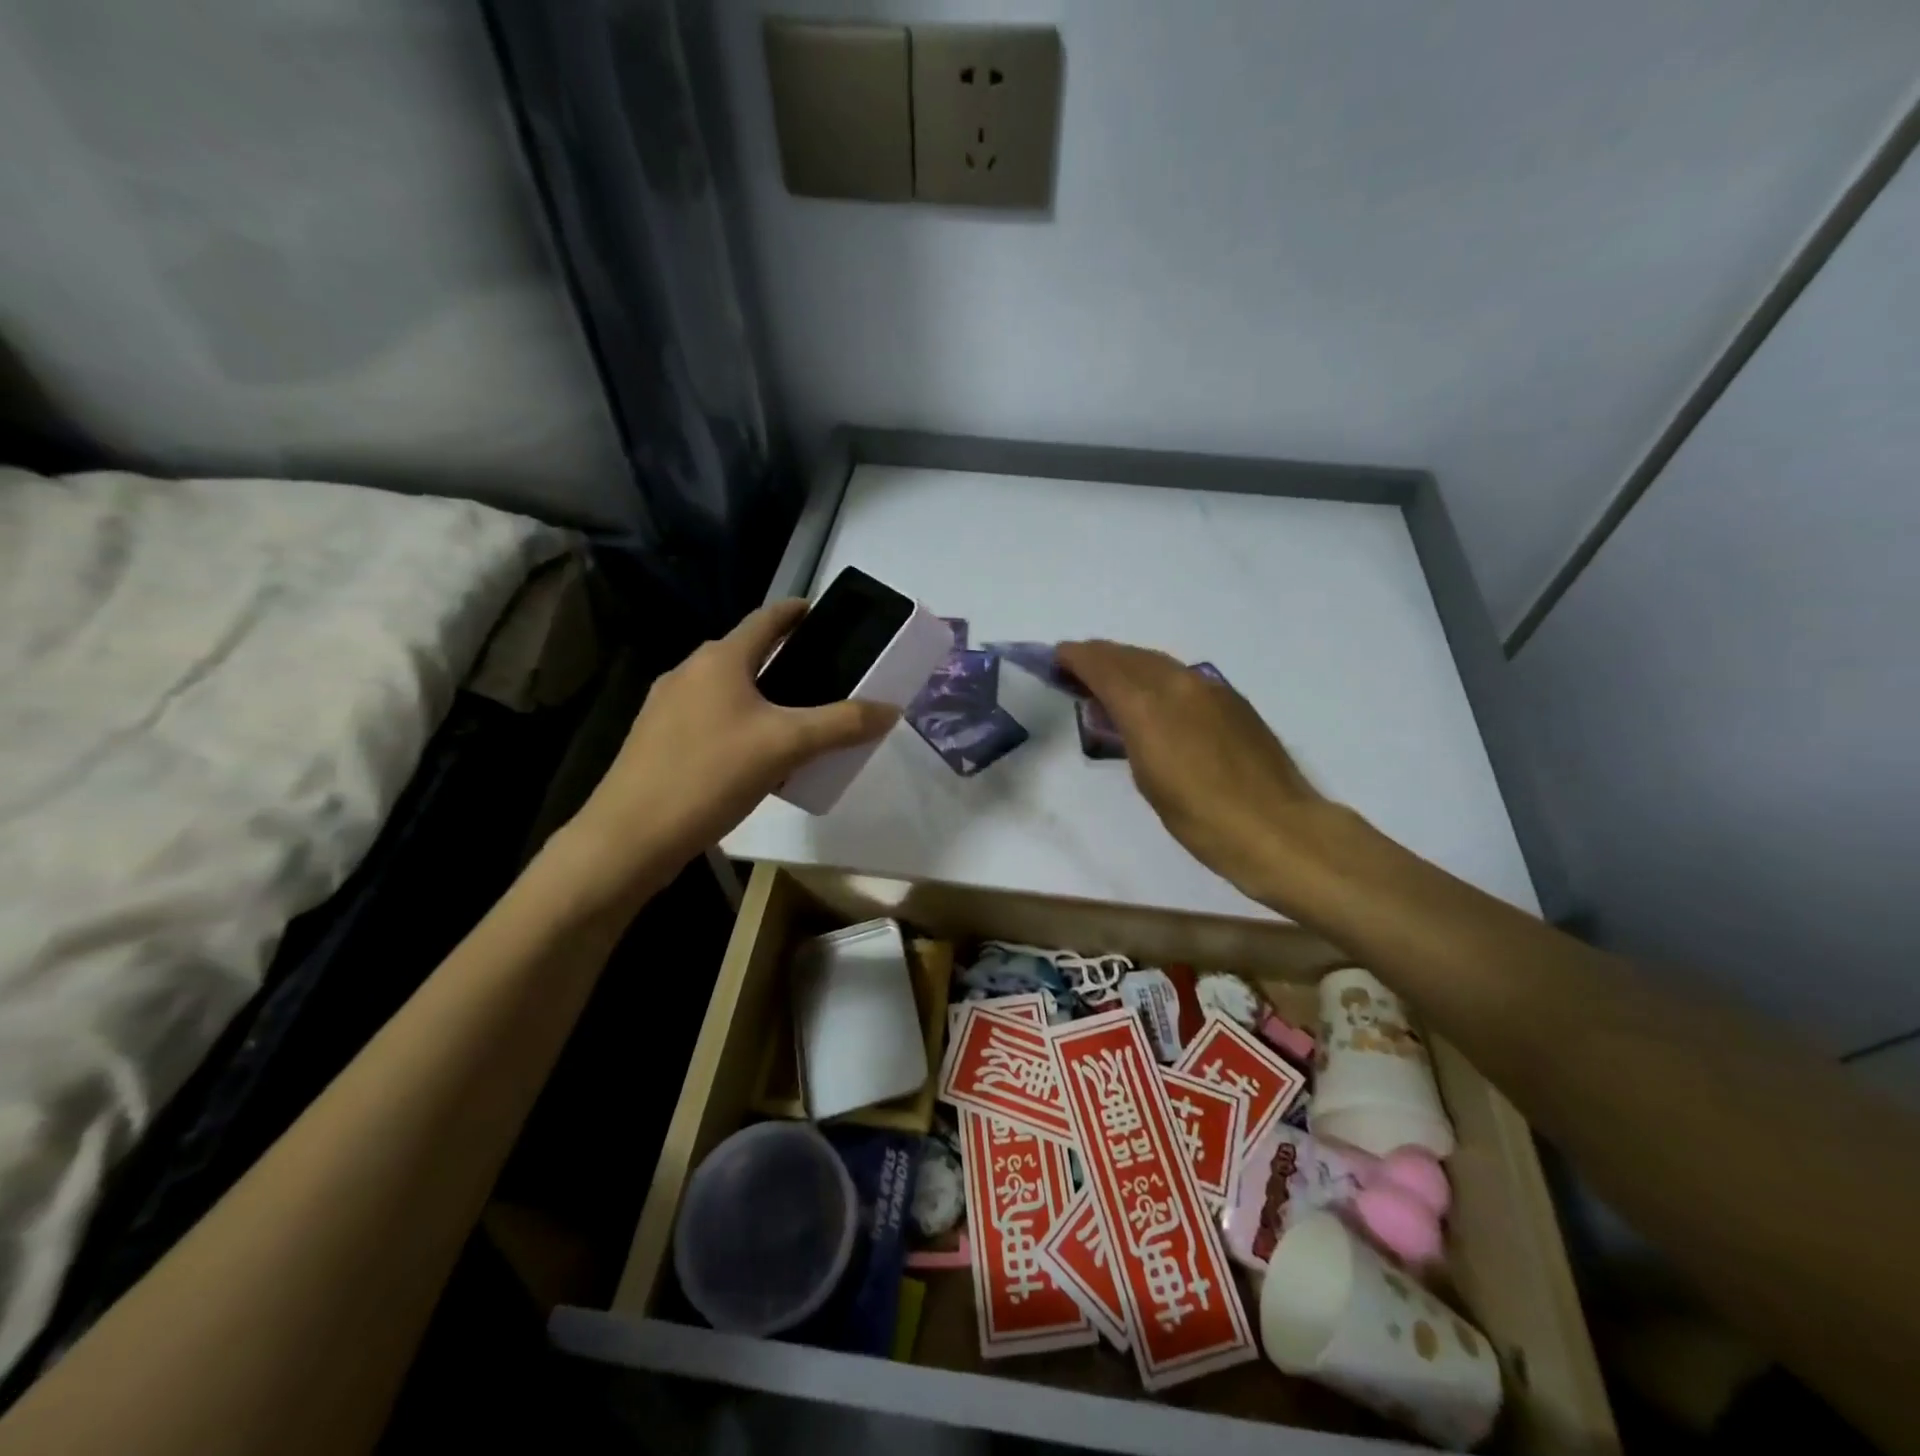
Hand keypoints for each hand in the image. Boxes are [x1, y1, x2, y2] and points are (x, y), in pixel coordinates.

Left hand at [565, 600, 897, 903]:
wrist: (630, 836)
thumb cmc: (711, 774)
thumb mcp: (787, 746)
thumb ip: (842, 724)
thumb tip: (891, 709)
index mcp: (720, 659)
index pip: (767, 618)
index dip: (797, 611)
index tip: (823, 613)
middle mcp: (689, 671)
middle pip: (746, 654)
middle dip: (784, 660)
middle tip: (823, 678)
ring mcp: (665, 706)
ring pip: (727, 690)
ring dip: (761, 696)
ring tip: (796, 721)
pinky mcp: (656, 739)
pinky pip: (709, 718)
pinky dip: (738, 724)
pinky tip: (755, 758)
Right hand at [1057, 640, 1328, 904]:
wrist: (1277, 828)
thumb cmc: (1201, 817)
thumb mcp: (1148, 779)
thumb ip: (1127, 735)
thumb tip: (1116, 713)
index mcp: (1150, 705)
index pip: (1105, 667)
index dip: (1078, 658)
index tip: (1058, 656)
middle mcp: (1179, 684)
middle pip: (1130, 656)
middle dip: (1100, 656)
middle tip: (1077, 664)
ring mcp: (1211, 688)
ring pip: (1158, 662)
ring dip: (1129, 662)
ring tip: (1109, 675)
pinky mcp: (1233, 700)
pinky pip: (1182, 675)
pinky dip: (1157, 675)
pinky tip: (1153, 693)